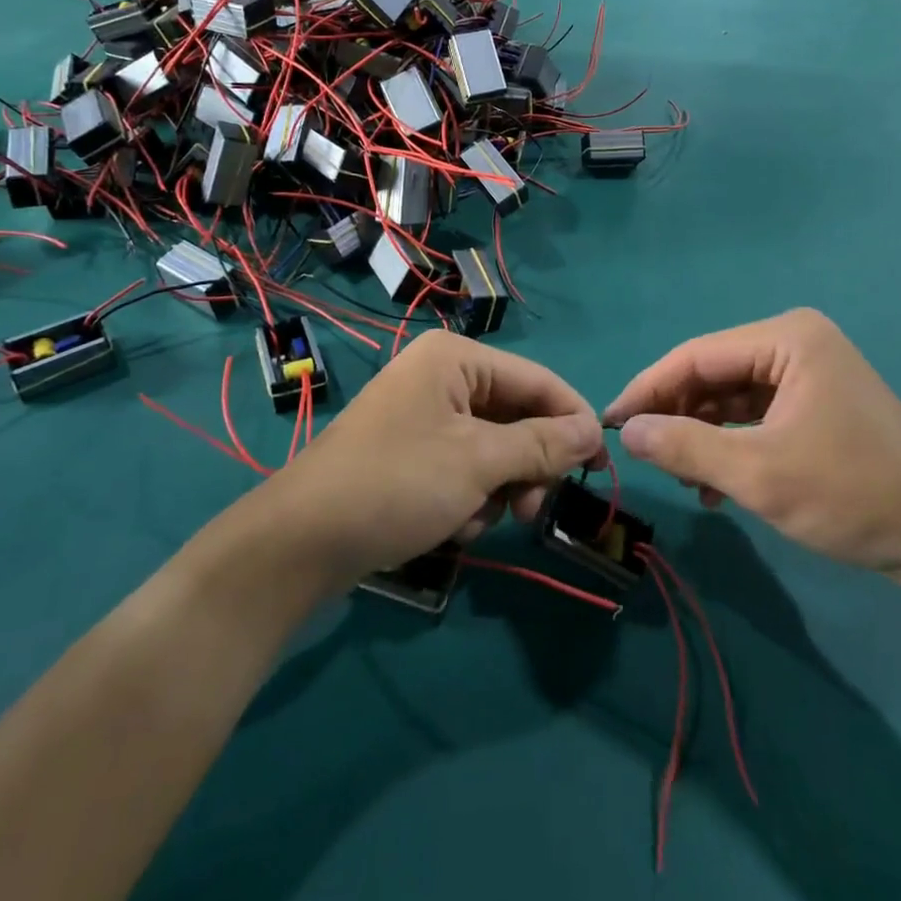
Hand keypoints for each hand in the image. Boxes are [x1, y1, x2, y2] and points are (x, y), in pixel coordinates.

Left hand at [257, 332, 602, 587]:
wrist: (301, 542)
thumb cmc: (397, 484)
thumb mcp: (479, 463)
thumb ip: (542, 445)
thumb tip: (593, 432)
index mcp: (456, 359)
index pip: (537, 380)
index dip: (572, 421)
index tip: (599, 467)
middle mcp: (441, 377)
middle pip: (515, 417)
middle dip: (526, 467)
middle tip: (531, 509)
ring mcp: (423, 415)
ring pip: (492, 449)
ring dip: (495, 489)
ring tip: (474, 520)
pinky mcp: (410, 452)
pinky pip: (463, 467)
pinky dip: (467, 498)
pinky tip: (449, 525)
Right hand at [605, 309, 900, 590]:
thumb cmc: (851, 493)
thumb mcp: (758, 473)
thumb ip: (684, 446)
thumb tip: (626, 430)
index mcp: (787, 337)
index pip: (696, 355)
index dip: (648, 387)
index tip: (610, 421)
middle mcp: (797, 342)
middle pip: (714, 373)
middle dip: (677, 414)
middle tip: (644, 453)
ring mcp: (811, 373)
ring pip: (733, 397)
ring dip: (703, 434)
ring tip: (680, 477)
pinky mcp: (818, 404)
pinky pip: (757, 415)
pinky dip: (732, 444)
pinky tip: (715, 486)